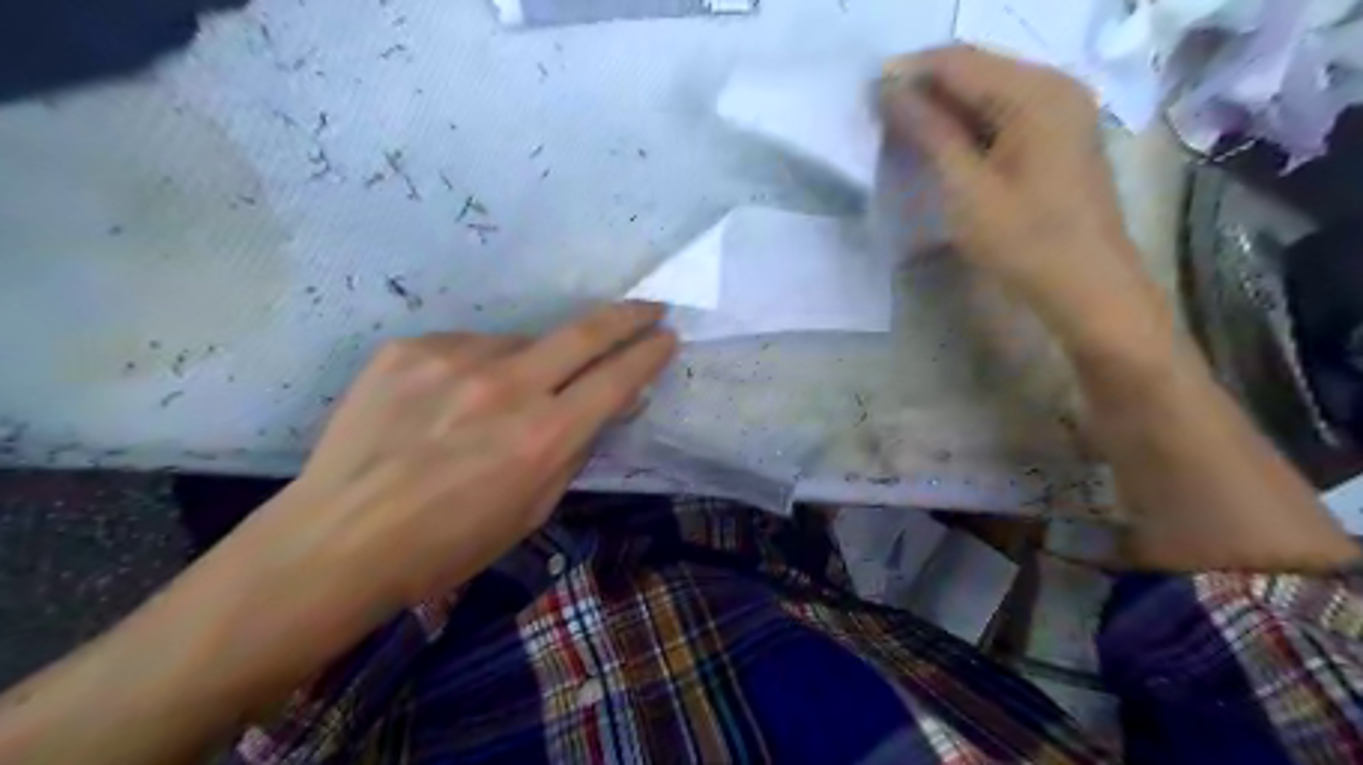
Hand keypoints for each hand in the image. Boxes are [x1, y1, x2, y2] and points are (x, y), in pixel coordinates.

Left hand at [224, 303, 680, 618]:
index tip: (667, 337)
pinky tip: (453, 400)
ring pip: (522, 343)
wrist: (338, 539)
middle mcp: (506, 386)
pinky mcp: (411, 348)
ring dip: (534, 362)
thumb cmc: (448, 545)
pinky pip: (469, 348)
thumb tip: (611, 406)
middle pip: (585, 332)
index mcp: (543, 436)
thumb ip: (577, 450)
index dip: (650, 354)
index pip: (617, 378)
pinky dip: (479, 368)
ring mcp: (454, 359)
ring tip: (503, 400)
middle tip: (651, 307)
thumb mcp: (532, 510)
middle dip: (628, 316)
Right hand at [884, 46, 1171, 355]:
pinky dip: (968, 122)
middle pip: (977, 69)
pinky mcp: (1058, 134)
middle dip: (926, 86)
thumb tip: (890, 90)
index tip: (867, 92)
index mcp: (1037, 92)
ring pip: (988, 90)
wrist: (1087, 286)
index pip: (960, 61)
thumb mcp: (967, 188)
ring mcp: (1061, 109)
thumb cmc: (1024, 240)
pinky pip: (1004, 112)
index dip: (910, 70)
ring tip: (902, 128)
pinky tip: (942, 142)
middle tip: (881, 112)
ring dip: (944, 105)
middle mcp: (1055, 85)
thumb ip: (929, 132)